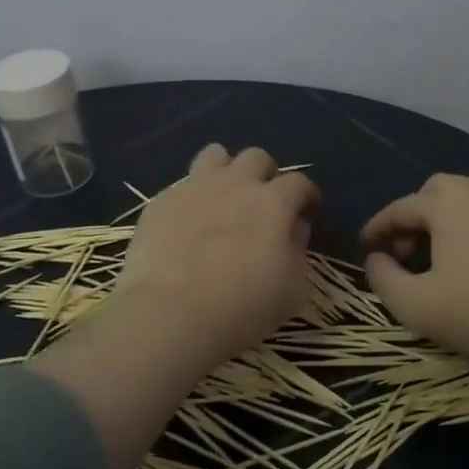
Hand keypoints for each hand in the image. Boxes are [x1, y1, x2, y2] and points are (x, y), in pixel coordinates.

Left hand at [113, 144, 318, 366]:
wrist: (170, 312)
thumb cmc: (243, 306)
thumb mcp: (293, 289)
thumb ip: (298, 252)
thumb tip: (294, 229)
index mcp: (273, 202)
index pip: (298, 183)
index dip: (306, 194)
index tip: (307, 208)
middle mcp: (236, 184)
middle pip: (257, 158)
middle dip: (265, 174)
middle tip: (263, 201)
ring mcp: (195, 188)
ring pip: (215, 155)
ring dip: (225, 171)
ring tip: (223, 197)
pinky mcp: (161, 202)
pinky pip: (181, 187)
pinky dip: (191, 199)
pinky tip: (187, 225)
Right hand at [361, 172, 468, 424]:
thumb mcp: (415, 306)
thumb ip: (383, 277)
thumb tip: (376, 257)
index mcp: (445, 205)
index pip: (400, 208)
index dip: (378, 227)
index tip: (367, 247)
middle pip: (438, 188)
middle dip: (418, 214)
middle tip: (412, 251)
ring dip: (461, 204)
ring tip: (457, 237)